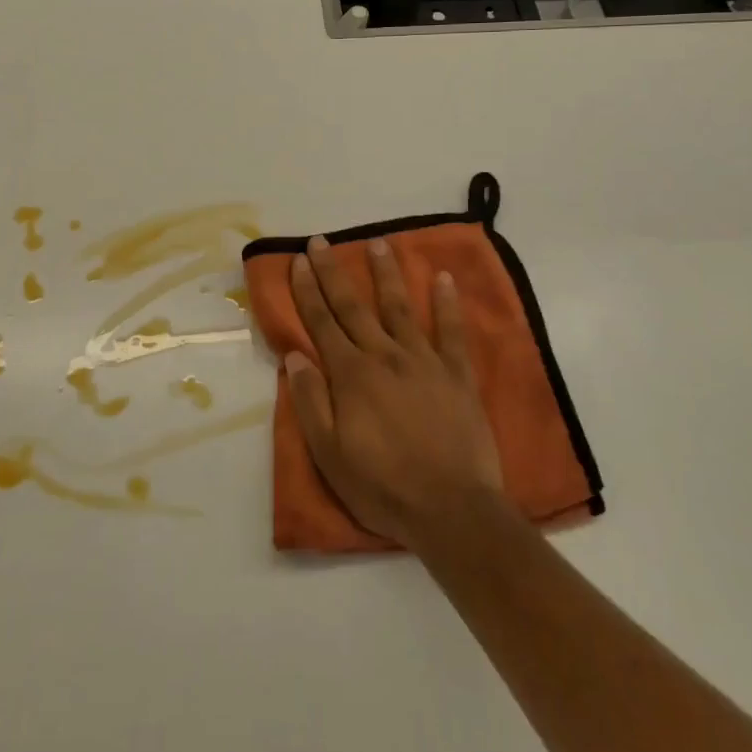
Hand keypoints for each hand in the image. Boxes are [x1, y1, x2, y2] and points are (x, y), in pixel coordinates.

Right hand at [283, 236, 504, 551]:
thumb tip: (294, 357)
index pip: (322, 323)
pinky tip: (443, 278)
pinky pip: (452, 332)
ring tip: (377, 242)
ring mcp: (424, 362)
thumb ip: (311, 402)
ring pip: (400, 307)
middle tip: (321, 241)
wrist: (452, 510)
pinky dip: (447, 304)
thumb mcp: (330, 454)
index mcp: (351, 375)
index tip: (298, 261)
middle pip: (354, 306)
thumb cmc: (383, 487)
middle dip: (334, 272)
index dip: (307, 291)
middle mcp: (384, 356)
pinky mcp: (457, 375)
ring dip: (386, 273)